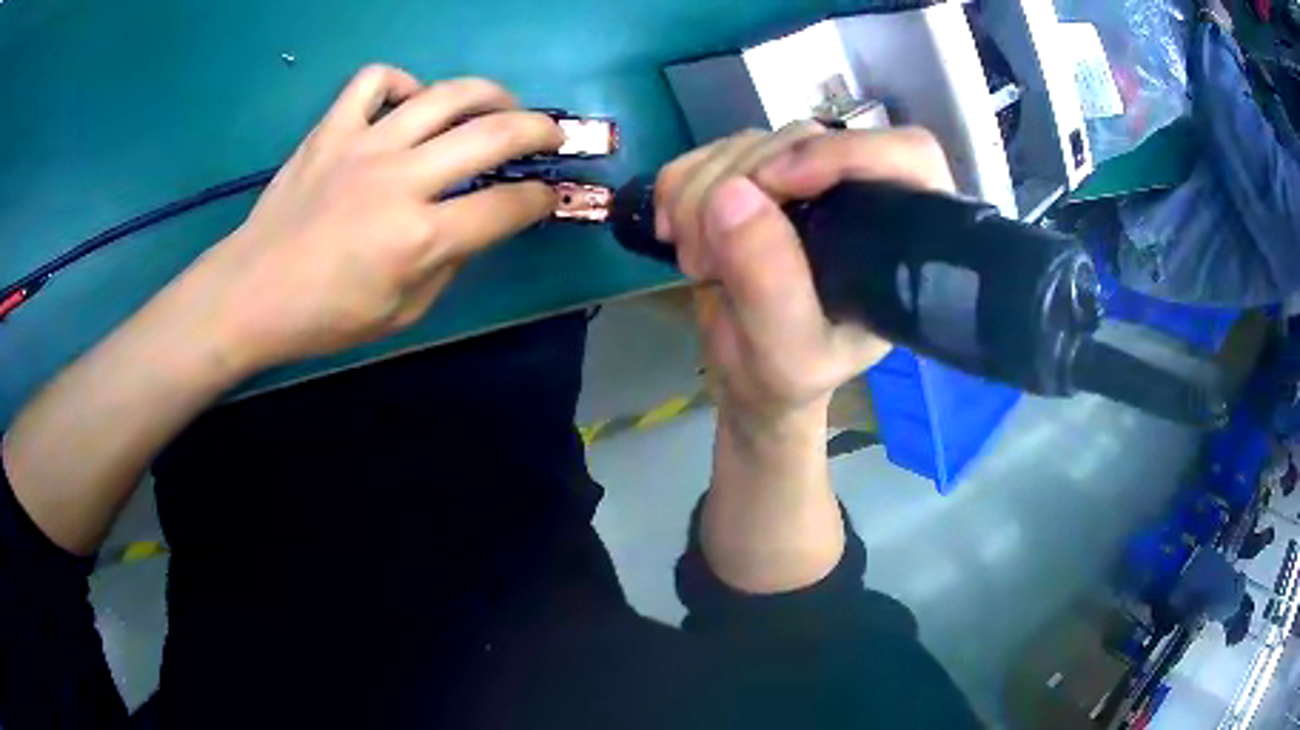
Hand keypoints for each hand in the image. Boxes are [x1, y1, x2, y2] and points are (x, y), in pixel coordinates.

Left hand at [182, 66, 562, 371]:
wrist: (250, 294)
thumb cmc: (323, 317)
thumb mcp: (401, 314)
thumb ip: (448, 264)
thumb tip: (474, 226)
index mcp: (420, 237)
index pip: (507, 206)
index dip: (540, 199)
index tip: (546, 196)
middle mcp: (401, 180)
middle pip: (494, 134)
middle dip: (540, 130)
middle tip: (550, 135)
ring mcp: (364, 145)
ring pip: (444, 94)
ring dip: (488, 94)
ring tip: (498, 104)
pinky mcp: (332, 129)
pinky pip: (374, 80)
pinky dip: (401, 82)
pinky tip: (406, 102)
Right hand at [656, 126, 954, 429]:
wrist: (746, 380)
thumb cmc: (783, 379)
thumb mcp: (785, 354)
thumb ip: (770, 283)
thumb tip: (731, 194)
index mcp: (897, 242)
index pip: (908, 156)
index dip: (846, 152)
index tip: (776, 185)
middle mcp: (857, 198)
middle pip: (806, 140)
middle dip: (740, 186)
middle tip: (706, 258)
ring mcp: (803, 183)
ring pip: (751, 143)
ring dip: (701, 193)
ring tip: (697, 262)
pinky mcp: (755, 180)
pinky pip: (712, 152)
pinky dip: (680, 184)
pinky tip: (673, 230)